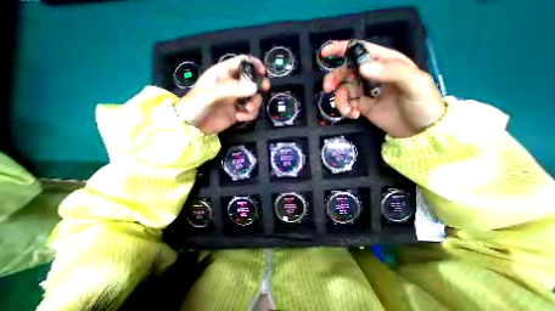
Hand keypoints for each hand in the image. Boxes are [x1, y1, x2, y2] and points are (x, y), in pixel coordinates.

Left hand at [172, 54, 268, 134]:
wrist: (191, 127)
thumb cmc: (195, 105)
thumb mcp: (211, 94)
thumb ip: (232, 89)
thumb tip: (254, 87)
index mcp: (223, 74)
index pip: (241, 63)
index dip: (254, 65)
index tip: (262, 73)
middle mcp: (231, 86)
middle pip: (252, 81)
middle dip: (259, 86)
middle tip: (263, 90)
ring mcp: (235, 100)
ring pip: (253, 98)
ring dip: (254, 103)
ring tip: (248, 109)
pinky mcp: (237, 113)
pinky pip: (250, 112)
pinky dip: (249, 115)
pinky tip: (240, 117)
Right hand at [322, 40, 445, 136]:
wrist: (418, 130)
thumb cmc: (422, 103)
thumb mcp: (414, 83)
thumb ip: (391, 71)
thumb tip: (362, 68)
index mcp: (385, 62)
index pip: (360, 50)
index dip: (341, 49)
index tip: (324, 53)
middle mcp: (372, 75)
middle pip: (346, 72)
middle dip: (335, 79)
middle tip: (328, 89)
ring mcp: (365, 92)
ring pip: (343, 91)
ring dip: (341, 101)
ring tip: (349, 112)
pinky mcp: (361, 106)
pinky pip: (347, 105)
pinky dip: (346, 110)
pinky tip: (354, 115)